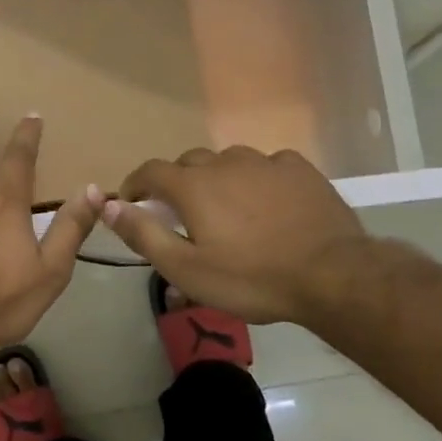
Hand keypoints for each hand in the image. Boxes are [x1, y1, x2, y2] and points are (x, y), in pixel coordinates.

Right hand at [101, 146, 367, 324]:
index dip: (136, 184)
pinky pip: (267, 165)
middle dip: (178, 183)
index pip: (150, 170)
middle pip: (189, 163)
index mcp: (193, 186)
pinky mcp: (300, 170)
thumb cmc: (251, 278)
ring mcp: (265, 162)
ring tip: (228, 209)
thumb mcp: (185, 269)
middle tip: (183, 214)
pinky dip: (257, 179)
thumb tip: (107, 206)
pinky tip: (268, 202)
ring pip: (228, 161)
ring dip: (218, 179)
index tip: (133, 202)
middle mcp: (224, 163)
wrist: (334, 276)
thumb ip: (143, 234)